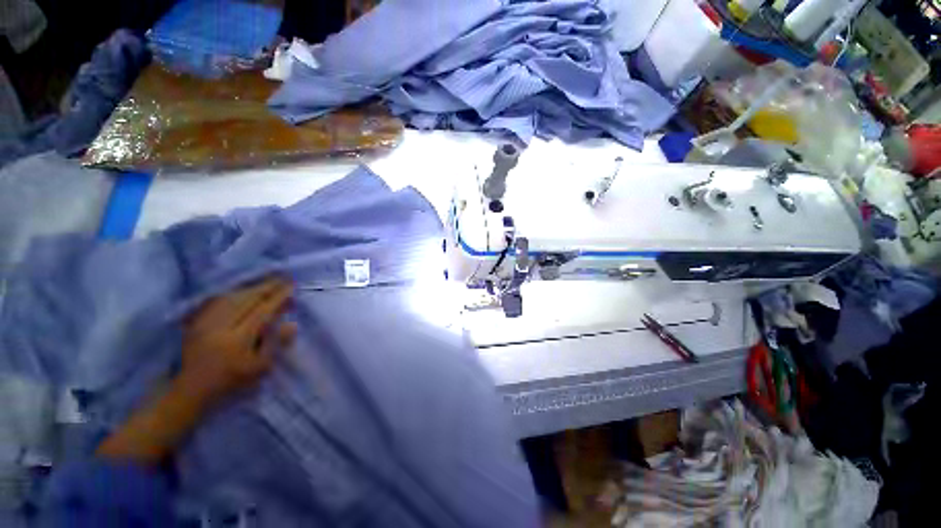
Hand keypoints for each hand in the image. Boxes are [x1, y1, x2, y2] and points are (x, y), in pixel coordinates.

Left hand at [178, 277, 296, 405]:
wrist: (192, 388)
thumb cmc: (231, 379)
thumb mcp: (259, 367)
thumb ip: (275, 344)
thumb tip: (292, 324)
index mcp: (238, 339)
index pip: (262, 311)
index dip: (278, 297)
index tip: (291, 287)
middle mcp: (221, 326)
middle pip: (247, 300)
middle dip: (267, 287)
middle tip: (283, 278)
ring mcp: (206, 322)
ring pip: (232, 297)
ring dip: (252, 288)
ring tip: (267, 283)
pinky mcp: (197, 321)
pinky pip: (218, 301)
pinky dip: (233, 293)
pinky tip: (243, 291)